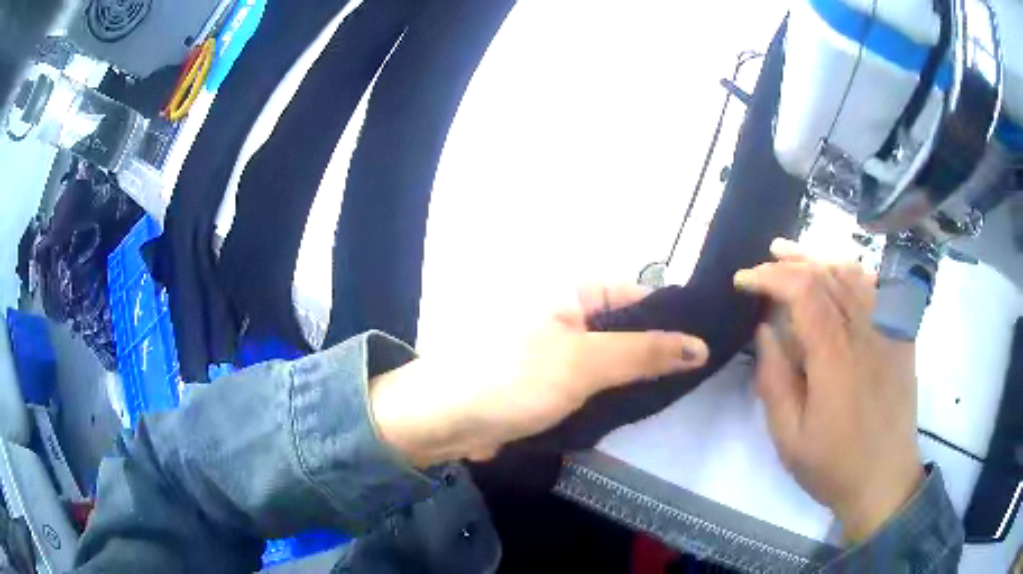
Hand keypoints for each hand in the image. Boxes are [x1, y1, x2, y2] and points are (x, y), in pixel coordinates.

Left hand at [370, 284, 708, 467]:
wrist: (444, 420)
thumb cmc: (512, 379)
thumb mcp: (585, 363)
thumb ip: (645, 353)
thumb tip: (700, 345)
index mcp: (572, 288)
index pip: (640, 295)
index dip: (673, 322)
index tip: (705, 351)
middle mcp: (565, 309)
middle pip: (626, 328)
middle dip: (655, 355)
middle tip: (693, 381)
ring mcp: (555, 345)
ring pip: (609, 358)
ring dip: (633, 378)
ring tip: (672, 397)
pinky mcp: (546, 377)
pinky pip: (589, 379)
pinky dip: (609, 393)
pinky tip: (633, 409)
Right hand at [734, 239, 922, 541]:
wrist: (884, 480)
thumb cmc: (833, 465)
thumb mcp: (789, 437)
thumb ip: (774, 381)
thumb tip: (765, 331)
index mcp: (835, 356)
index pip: (803, 291)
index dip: (770, 277)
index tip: (743, 281)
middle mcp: (864, 332)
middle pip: (828, 274)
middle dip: (792, 261)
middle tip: (766, 259)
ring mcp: (889, 331)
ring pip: (854, 275)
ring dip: (822, 260)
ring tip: (797, 257)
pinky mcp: (902, 337)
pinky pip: (880, 290)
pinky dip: (856, 274)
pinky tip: (842, 276)